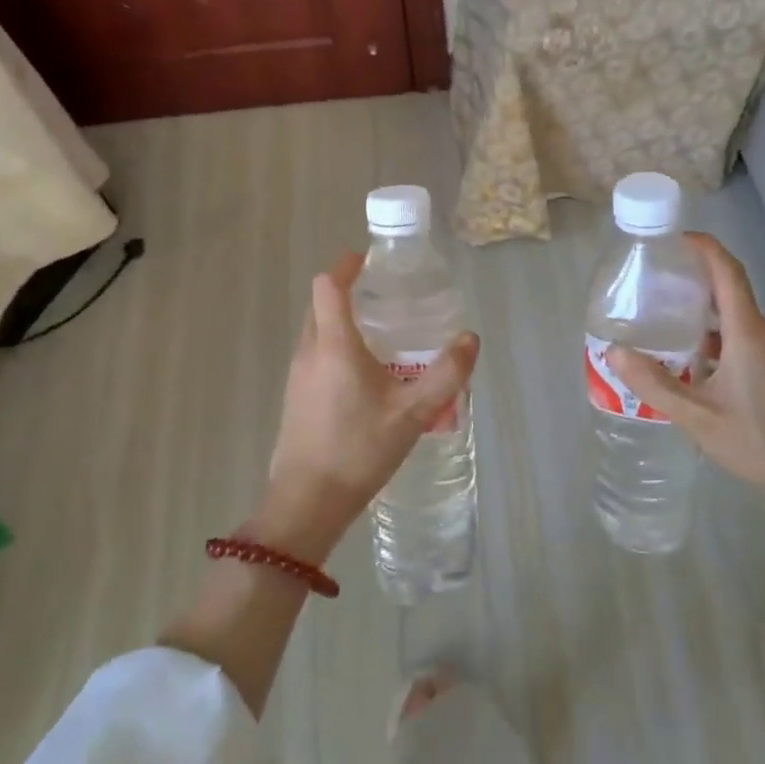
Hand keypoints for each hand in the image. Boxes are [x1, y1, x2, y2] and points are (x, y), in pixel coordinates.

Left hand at [254, 254, 478, 562]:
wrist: (307, 503)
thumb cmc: (359, 450)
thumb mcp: (413, 413)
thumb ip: (446, 374)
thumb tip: (470, 339)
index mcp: (333, 345)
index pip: (329, 284)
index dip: (347, 265)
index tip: (370, 260)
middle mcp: (309, 351)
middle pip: (321, 304)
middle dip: (347, 291)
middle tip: (384, 296)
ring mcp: (296, 376)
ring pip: (316, 331)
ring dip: (341, 321)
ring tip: (380, 334)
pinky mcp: (294, 397)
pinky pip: (314, 356)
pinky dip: (335, 348)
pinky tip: (363, 376)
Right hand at [608, 233, 764, 539]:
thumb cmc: (764, 443)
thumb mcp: (700, 418)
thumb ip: (656, 385)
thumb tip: (615, 353)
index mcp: (748, 334)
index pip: (728, 272)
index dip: (704, 247)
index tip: (673, 238)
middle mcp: (762, 335)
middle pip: (728, 290)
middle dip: (692, 278)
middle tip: (651, 280)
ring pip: (732, 318)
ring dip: (699, 312)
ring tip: (660, 317)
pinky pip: (739, 339)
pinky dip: (711, 337)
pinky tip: (686, 360)